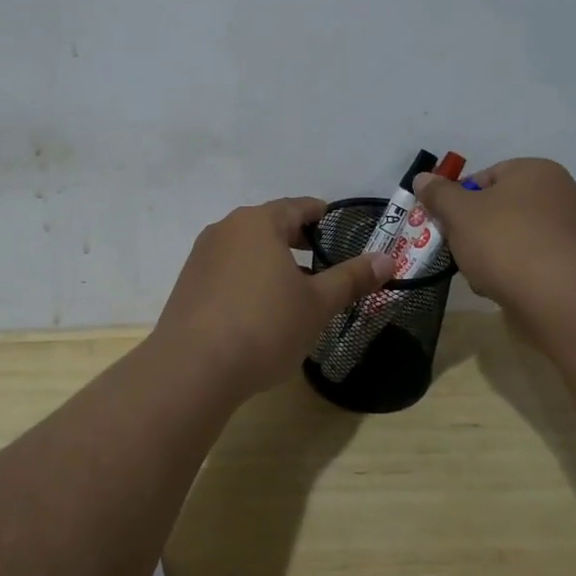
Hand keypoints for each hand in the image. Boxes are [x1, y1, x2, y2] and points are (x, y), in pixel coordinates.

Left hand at [150, 197, 393, 396]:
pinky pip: (227, 270)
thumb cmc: (264, 326)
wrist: (193, 368)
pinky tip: (259, 309)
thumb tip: (387, 259)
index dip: (322, 215)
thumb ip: (351, 278)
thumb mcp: (317, 304)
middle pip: (270, 225)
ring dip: (271, 262)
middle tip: (323, 260)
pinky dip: (248, 279)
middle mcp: (226, 229)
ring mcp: (202, 256)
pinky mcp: (188, 284)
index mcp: (259, 222)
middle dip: (297, 241)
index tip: (339, 227)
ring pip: (246, 249)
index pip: (298, 207)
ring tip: (294, 289)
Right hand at [410, 158, 575, 333]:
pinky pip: (535, 260)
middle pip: (500, 208)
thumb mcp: (458, 213)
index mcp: (536, 170)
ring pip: (515, 236)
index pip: (485, 177)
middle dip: (475, 230)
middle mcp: (562, 193)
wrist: (559, 299)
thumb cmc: (505, 243)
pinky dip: (517, 271)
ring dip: (493, 254)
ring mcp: (573, 229)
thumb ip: (438, 193)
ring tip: (481, 276)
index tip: (446, 225)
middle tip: (460, 251)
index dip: (459, 201)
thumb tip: (422, 178)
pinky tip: (504, 289)